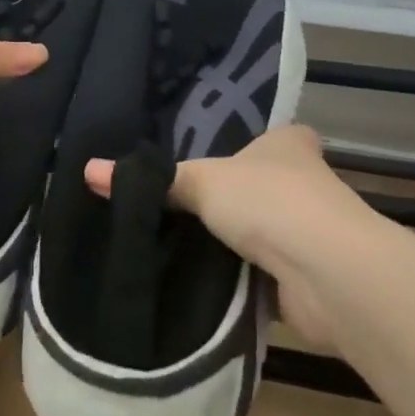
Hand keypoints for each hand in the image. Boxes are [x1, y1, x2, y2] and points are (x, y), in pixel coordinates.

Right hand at [84, 125, 371, 346]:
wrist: (326, 272)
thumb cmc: (268, 201)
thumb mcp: (202, 182)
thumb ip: (155, 181)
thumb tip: (88, 170)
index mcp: (289, 144)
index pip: (267, 135)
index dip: (242, 144)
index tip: (207, 155)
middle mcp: (306, 182)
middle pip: (262, 185)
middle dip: (232, 197)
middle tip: (179, 202)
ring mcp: (309, 231)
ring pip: (262, 231)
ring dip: (236, 240)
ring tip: (181, 240)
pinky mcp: (304, 276)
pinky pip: (261, 271)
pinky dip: (239, 276)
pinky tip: (204, 279)